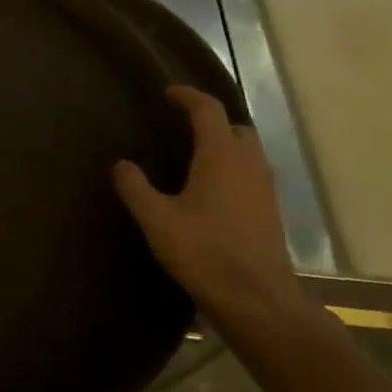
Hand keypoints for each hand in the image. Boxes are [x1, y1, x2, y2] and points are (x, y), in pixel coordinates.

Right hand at [113, 86, 305, 335]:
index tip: (167, 92)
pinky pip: (251, 173)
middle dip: (210, 120)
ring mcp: (265, 187)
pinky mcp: (270, 210)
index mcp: (221, 155)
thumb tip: (121, 164)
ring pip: (247, 150)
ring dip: (224, 144)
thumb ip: (135, 188)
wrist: (257, 299)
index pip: (208, 109)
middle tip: (182, 125)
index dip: (187, 96)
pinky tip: (210, 189)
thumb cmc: (204, 252)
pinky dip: (232, 167)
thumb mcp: (157, 219)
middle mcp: (248, 163)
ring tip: (193, 155)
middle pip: (235, 126)